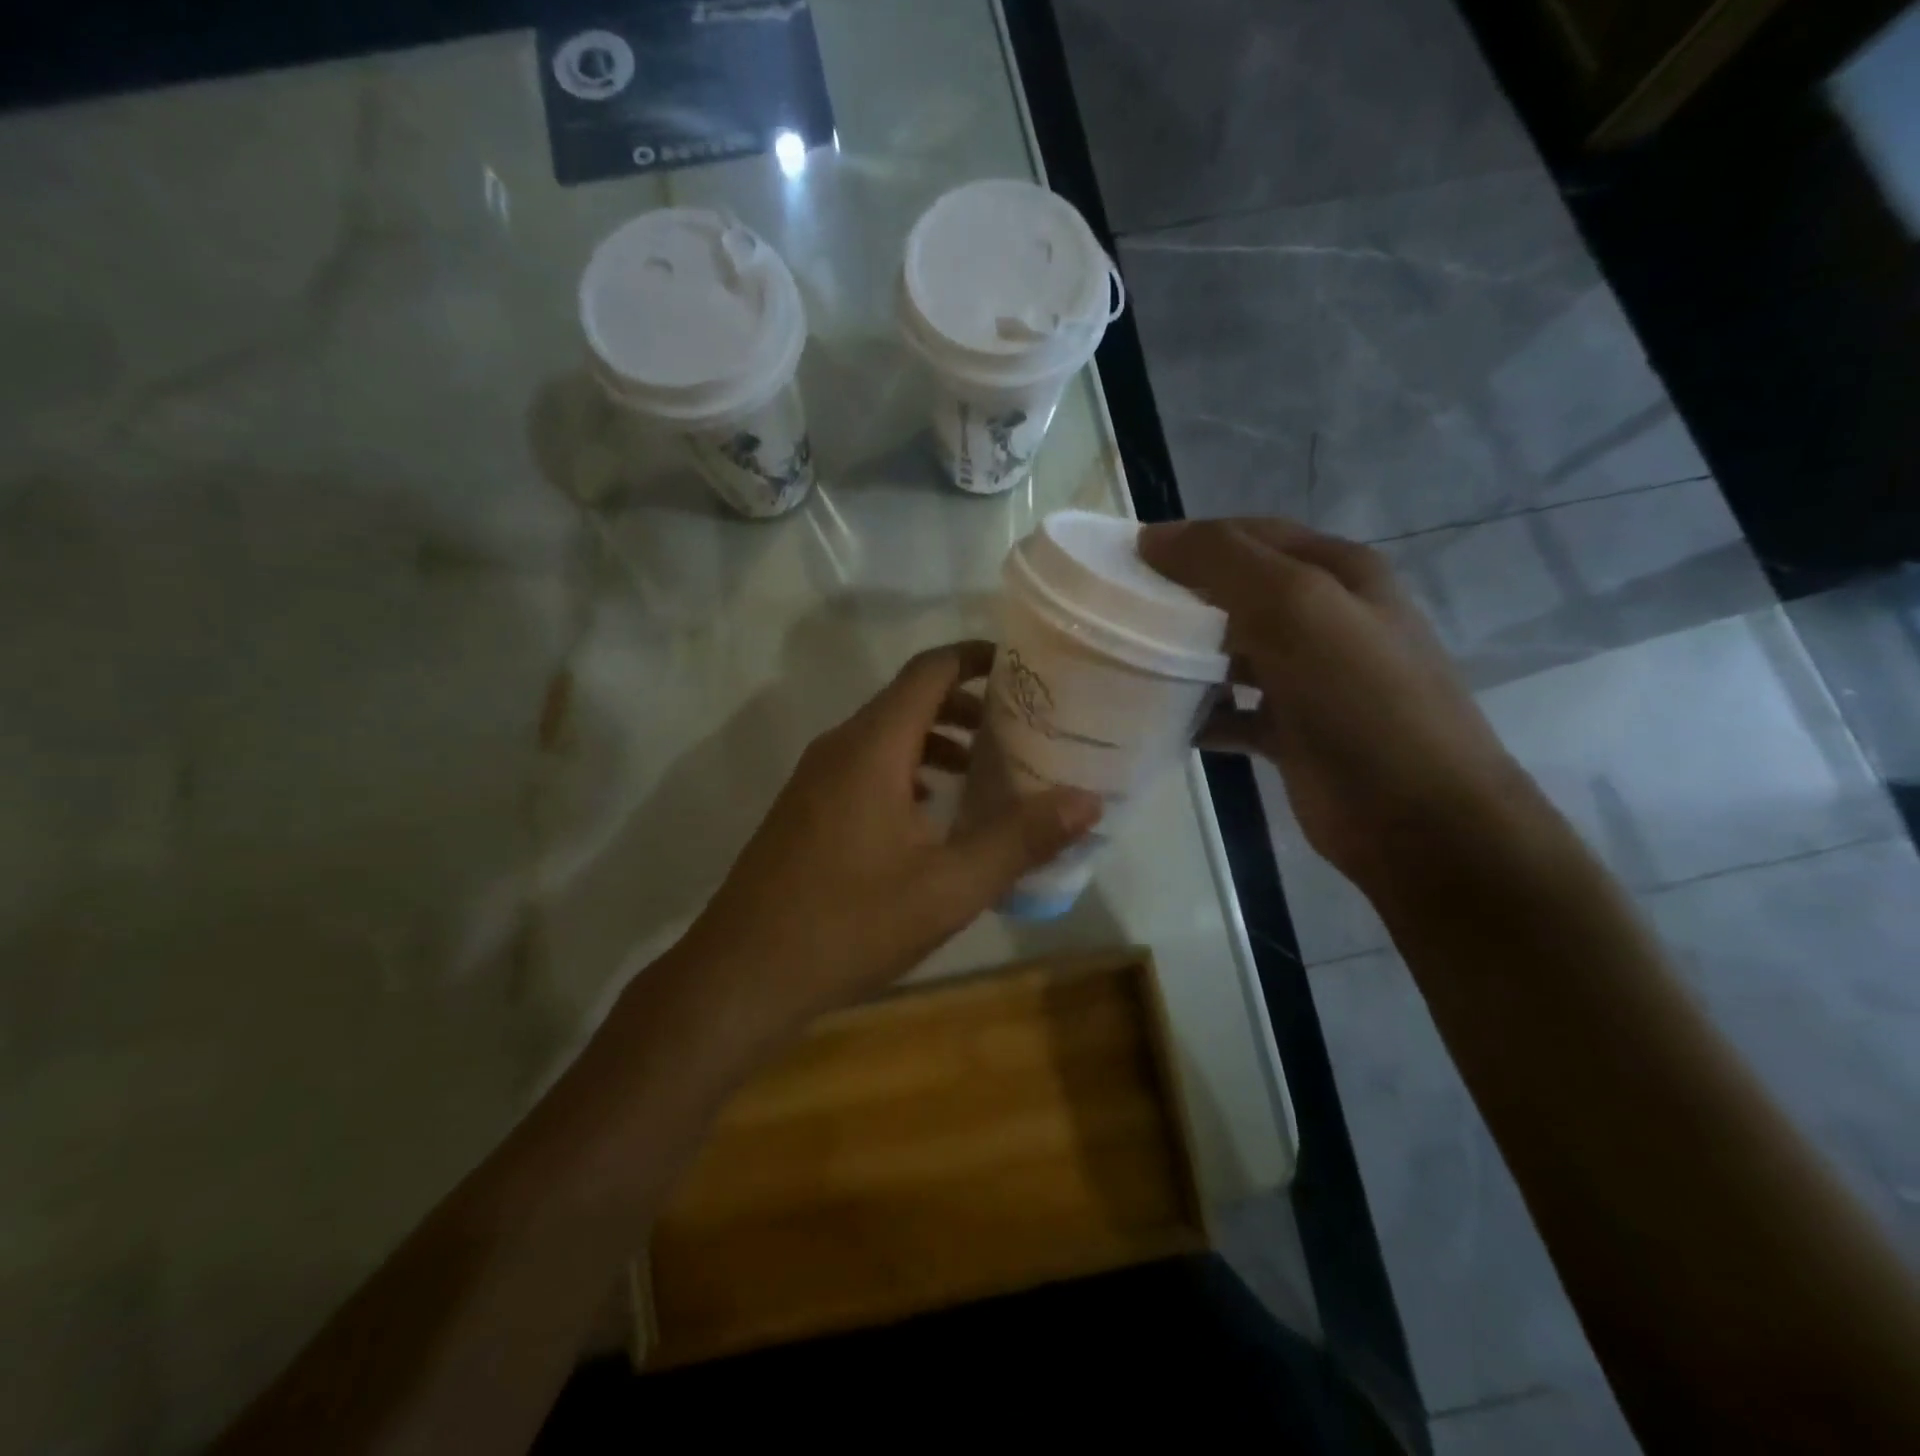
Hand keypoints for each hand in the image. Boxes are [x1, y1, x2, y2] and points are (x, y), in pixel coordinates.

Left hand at [682, 641, 1101, 1031]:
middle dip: (965, 705)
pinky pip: (863, 767)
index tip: (1021, 668)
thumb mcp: (949, 887)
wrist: (742, 975)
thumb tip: (1087, 800)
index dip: (976, 658)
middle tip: (1017, 727)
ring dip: (935, 741)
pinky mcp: (804, 809)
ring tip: (982, 770)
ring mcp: (814, 778)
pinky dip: (905, 770)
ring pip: (884, 735)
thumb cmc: (850, 924)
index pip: (929, 671)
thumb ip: (1019, 839)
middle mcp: (839, 747)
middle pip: (908, 699)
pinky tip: (928, 814)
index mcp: (873, 747)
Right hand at [1139, 518, 1520, 891]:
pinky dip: (1197, 713)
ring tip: (1127, 665)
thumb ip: (1225, 562)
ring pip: (1229, 654)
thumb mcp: (1296, 608)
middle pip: (1235, 594)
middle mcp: (1323, 619)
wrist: (1416, 818)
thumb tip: (1153, 538)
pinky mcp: (1289, 731)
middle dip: (1178, 601)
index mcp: (1335, 573)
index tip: (1124, 564)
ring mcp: (1307, 679)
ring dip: (1182, 658)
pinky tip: (1158, 722)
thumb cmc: (1359, 699)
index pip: (1249, 536)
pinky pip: (1230, 711)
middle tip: (1116, 616)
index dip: (1188, 541)